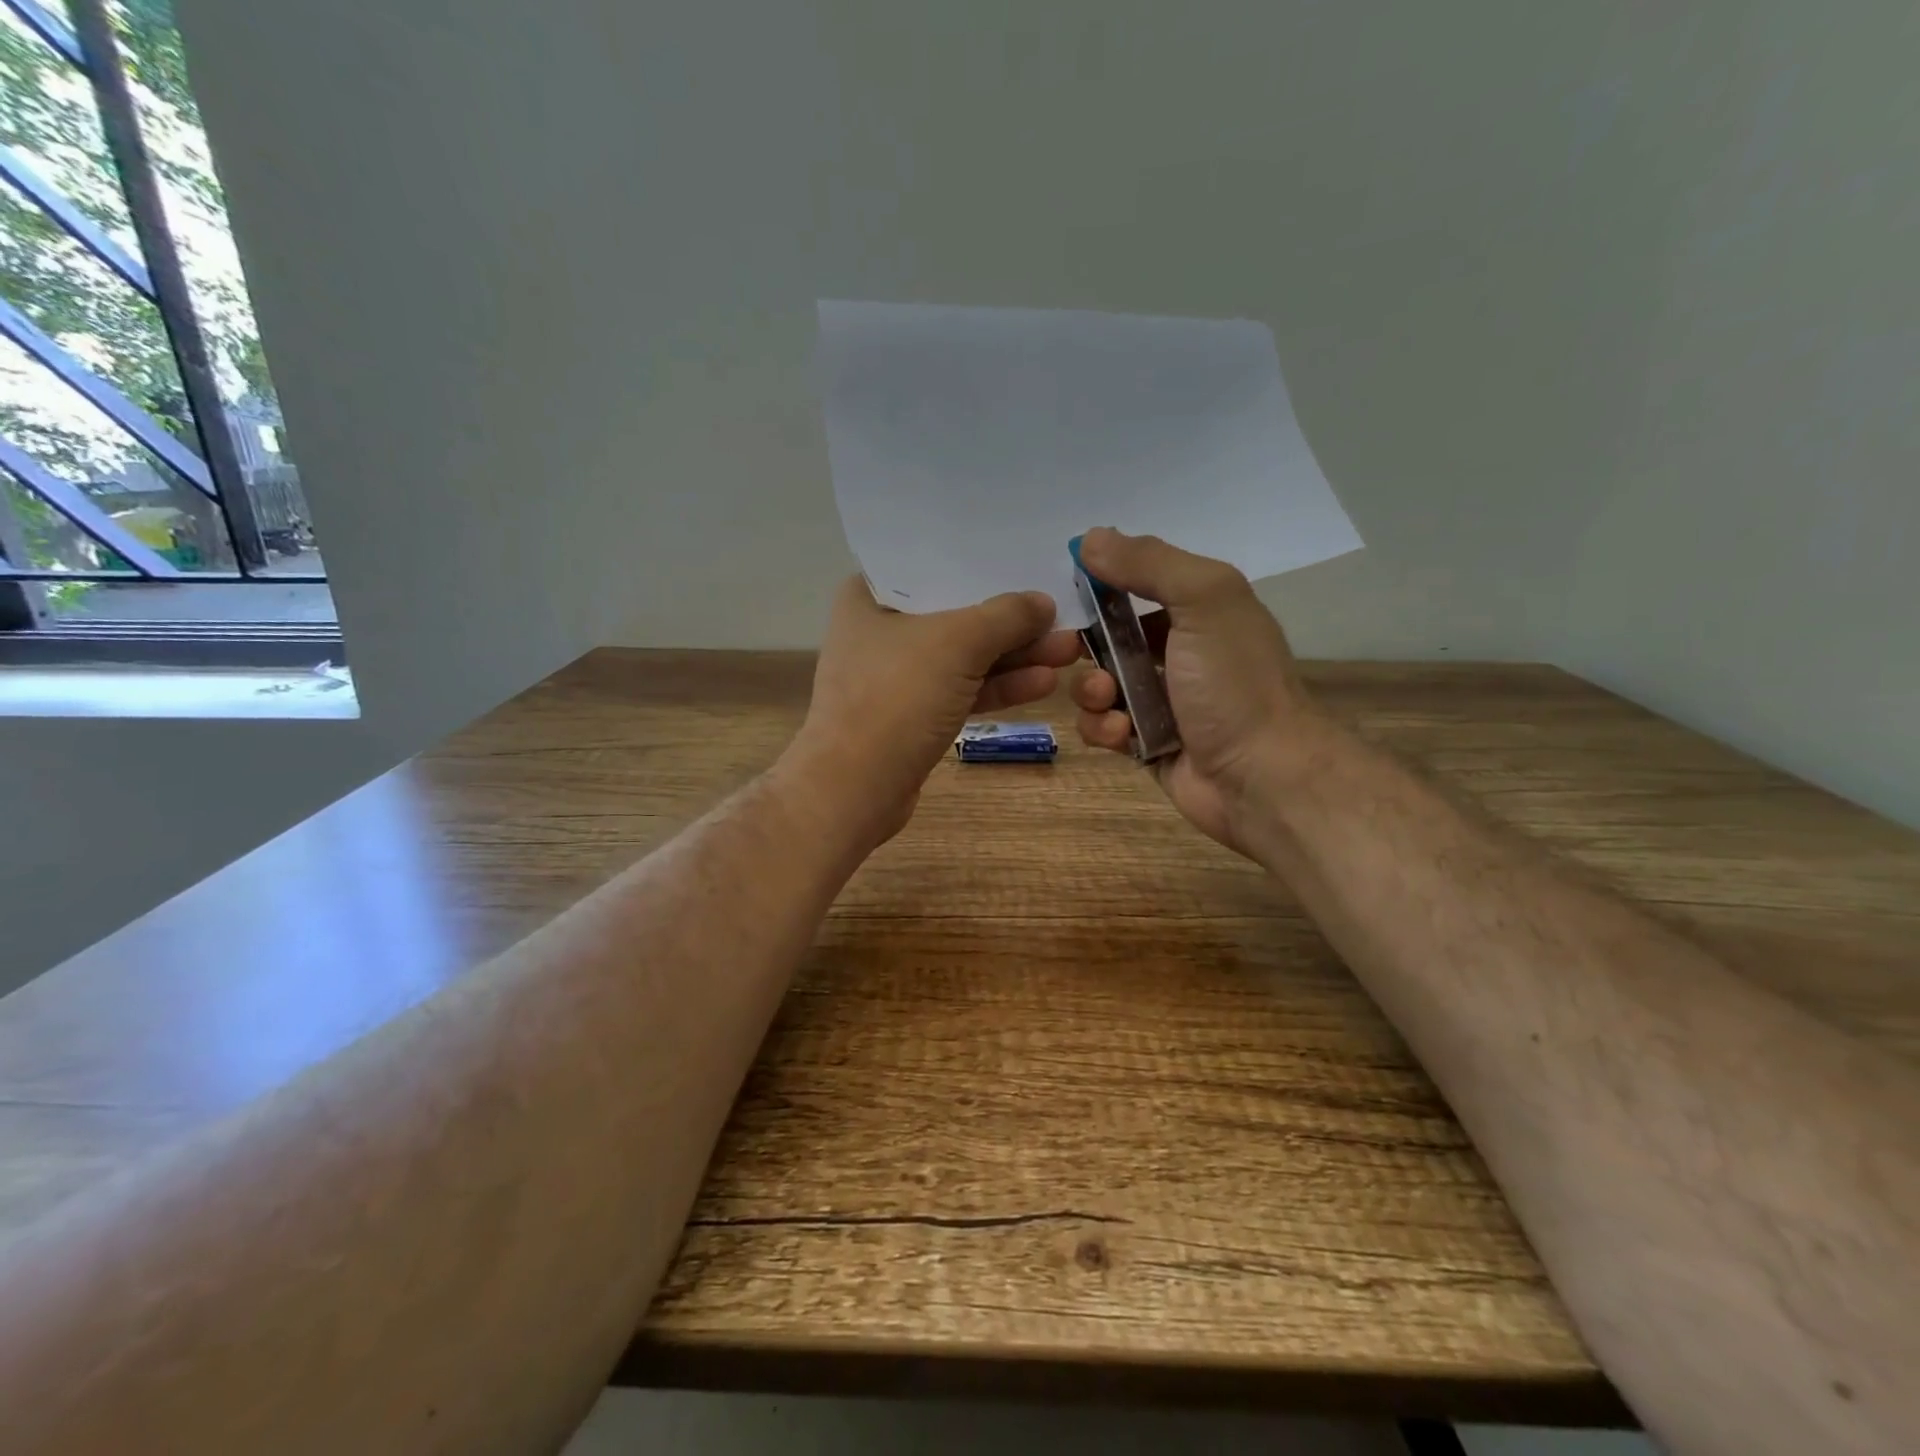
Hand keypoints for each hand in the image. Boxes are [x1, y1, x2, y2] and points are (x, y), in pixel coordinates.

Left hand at [787, 575, 1082, 844]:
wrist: (855, 789)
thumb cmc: (896, 697)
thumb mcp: (957, 643)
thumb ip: (1006, 616)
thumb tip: (1043, 602)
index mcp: (870, 596)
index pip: (934, 564)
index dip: (985, 563)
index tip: (1031, 562)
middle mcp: (880, 629)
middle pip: (957, 613)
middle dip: (1013, 619)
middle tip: (1065, 616)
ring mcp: (897, 676)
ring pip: (965, 656)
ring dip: (1015, 655)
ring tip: (1069, 651)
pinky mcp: (913, 714)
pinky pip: (962, 689)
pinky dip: (998, 686)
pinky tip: (1043, 683)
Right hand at [1071, 528, 1332, 855]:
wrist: (1262, 777)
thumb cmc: (1234, 683)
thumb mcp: (1204, 600)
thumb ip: (1149, 563)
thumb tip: (1089, 539)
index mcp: (1198, 610)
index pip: (1136, 583)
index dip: (1101, 585)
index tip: (1071, 591)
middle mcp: (1179, 651)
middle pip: (1108, 637)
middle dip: (1086, 645)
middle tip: (1077, 654)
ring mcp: (1161, 701)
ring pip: (1098, 684)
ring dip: (1091, 690)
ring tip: (1108, 700)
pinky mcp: (1145, 743)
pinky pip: (1104, 727)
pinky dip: (1103, 728)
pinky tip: (1121, 735)